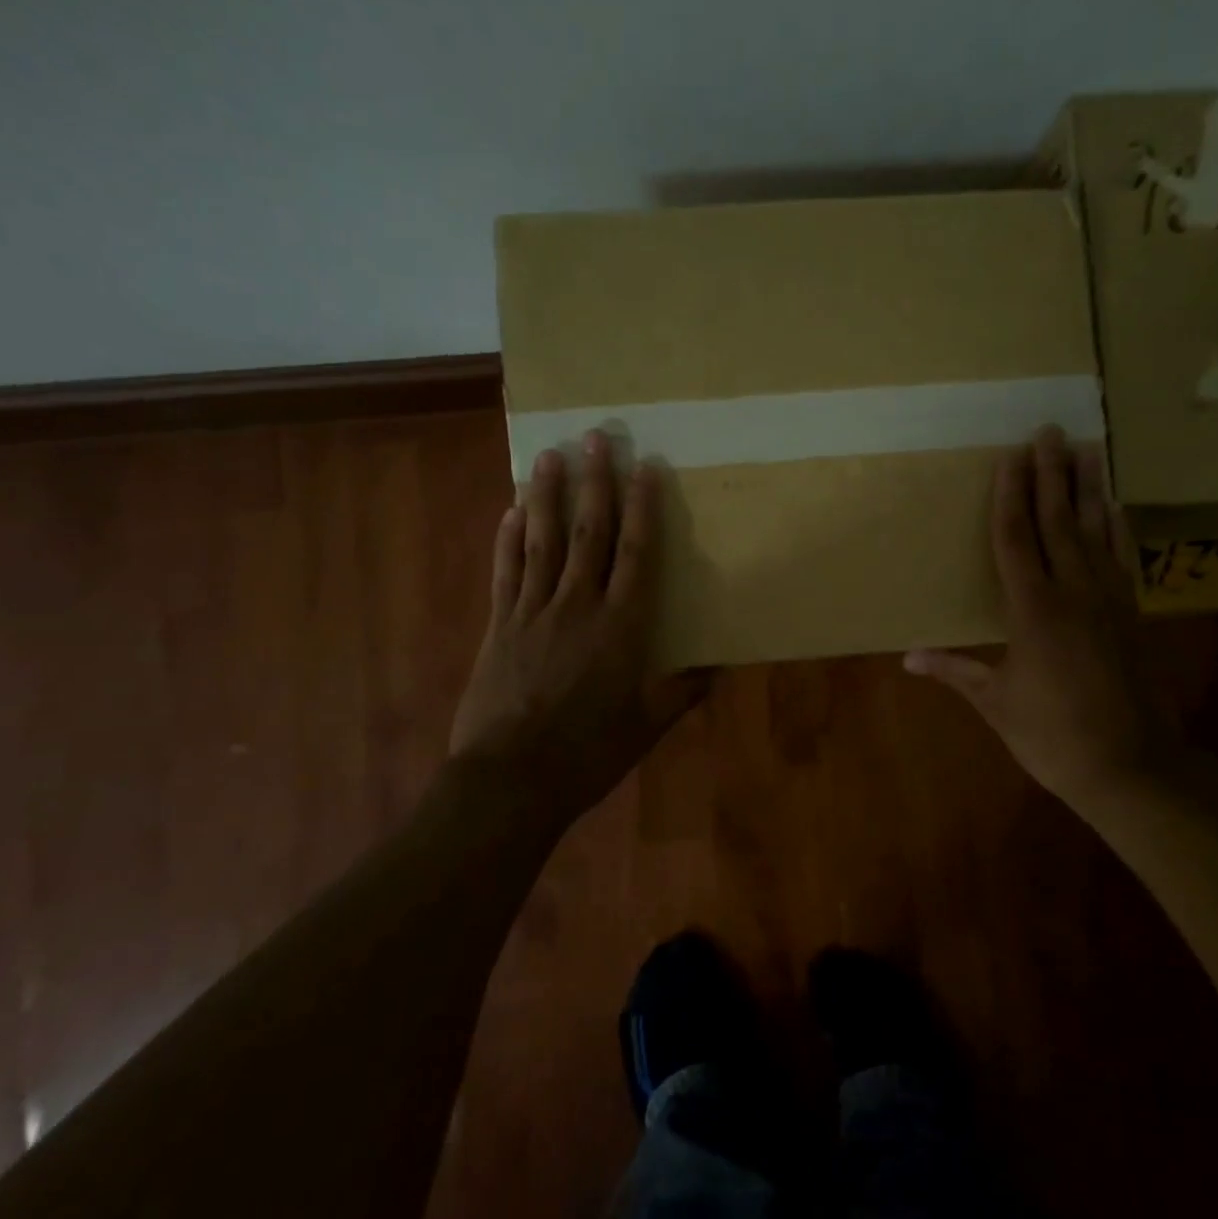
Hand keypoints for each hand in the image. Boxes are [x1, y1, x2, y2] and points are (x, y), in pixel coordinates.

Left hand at [449, 432, 705, 823]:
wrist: (511, 780)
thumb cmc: (588, 754)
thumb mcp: (646, 727)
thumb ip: (681, 692)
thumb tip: (717, 667)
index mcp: (621, 628)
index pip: (636, 554)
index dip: (642, 508)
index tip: (646, 468)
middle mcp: (578, 606)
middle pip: (589, 533)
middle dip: (595, 483)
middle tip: (597, 438)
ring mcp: (533, 612)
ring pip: (543, 541)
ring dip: (549, 496)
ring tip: (551, 455)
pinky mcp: (499, 625)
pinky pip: (506, 571)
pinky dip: (509, 539)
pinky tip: (512, 510)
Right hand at [904, 427, 1185, 815]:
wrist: (1132, 766)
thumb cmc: (1053, 735)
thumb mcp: (996, 703)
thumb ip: (956, 670)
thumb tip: (908, 657)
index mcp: (1033, 610)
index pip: (1017, 538)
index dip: (1011, 495)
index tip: (1011, 456)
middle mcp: (1074, 592)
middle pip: (1059, 521)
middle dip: (1052, 474)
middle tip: (1051, 431)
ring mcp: (1108, 600)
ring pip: (1096, 531)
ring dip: (1089, 489)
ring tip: (1088, 450)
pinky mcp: (1131, 614)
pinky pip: (1120, 557)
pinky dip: (1116, 527)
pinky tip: (1115, 508)